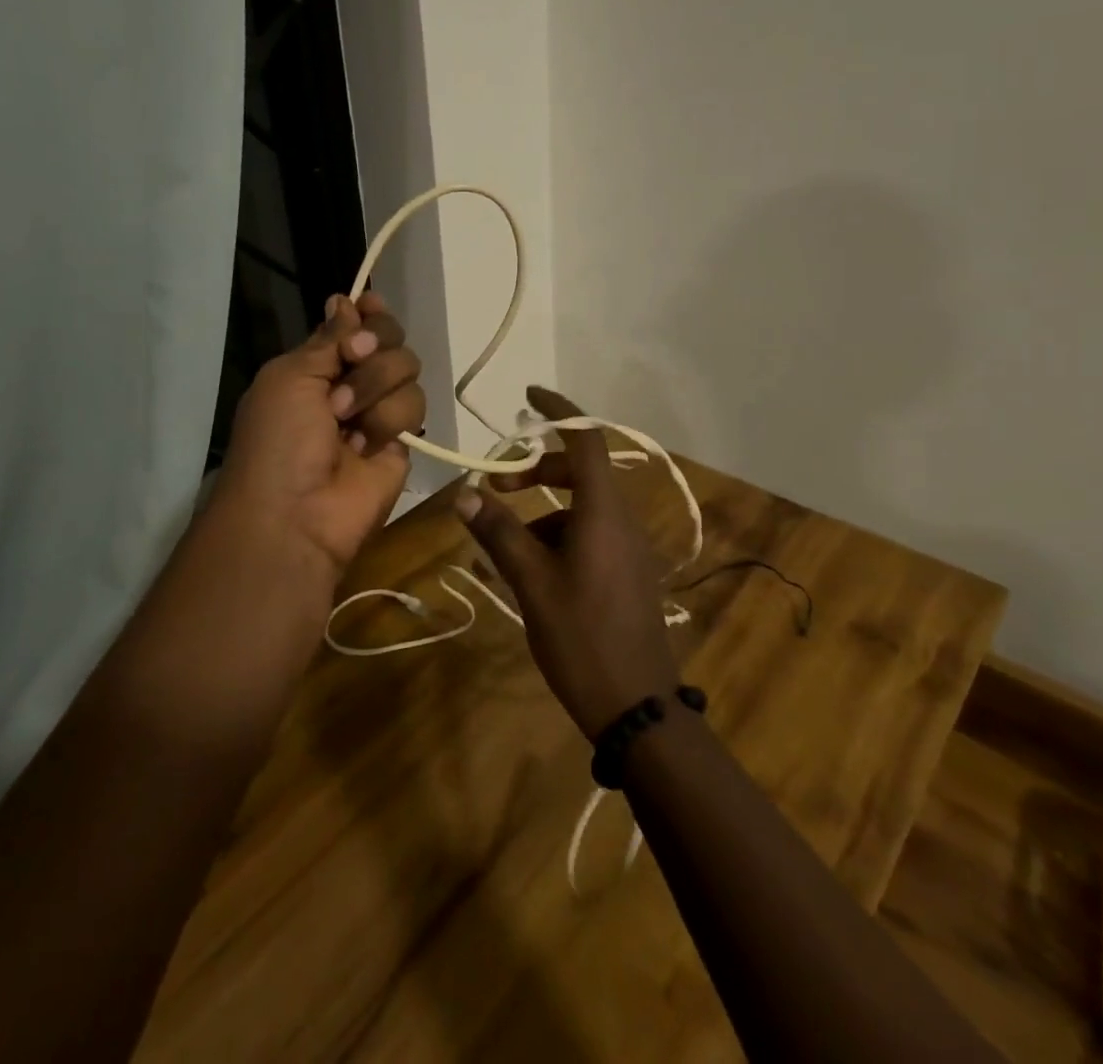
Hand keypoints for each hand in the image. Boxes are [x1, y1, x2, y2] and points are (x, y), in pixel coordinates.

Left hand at [217, 292, 424, 583]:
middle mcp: (352, 384)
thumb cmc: (278, 439)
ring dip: (376, 388)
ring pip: (407, 370)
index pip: (355, 325)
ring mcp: (379, 412)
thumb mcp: (290, 377)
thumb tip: (346, 301)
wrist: (296, 513)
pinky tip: (366, 446)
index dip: (367, 313)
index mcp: (317, 366)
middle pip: (390, 339)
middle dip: (375, 345)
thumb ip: (328, 339)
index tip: (369, 305)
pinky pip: (416, 407)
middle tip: (355, 358)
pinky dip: (389, 420)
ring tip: (347, 420)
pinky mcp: (403, 441)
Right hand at [453, 387, 679, 737]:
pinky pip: (590, 534)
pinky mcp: (627, 571)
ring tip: (506, 547)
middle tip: (497, 484)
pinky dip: (558, 536)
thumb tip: (464, 493)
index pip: (586, 440)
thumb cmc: (582, 638)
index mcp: (603, 512)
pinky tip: (533, 573)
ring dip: (543, 511)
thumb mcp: (532, 583)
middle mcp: (621, 519)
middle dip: (537, 470)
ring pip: (582, 507)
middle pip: (581, 471)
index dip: (559, 410)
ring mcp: (628, 547)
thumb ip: (499, 532)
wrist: (638, 706)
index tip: (528, 396)